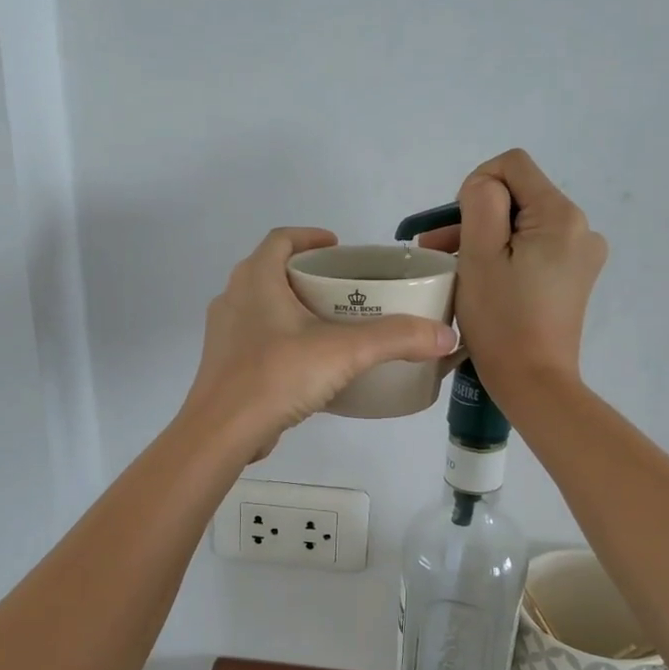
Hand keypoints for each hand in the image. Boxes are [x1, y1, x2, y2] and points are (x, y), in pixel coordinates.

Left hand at [182, 227, 458, 459]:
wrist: (222, 432)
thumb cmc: (277, 375)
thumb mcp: (345, 352)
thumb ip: (396, 339)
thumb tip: (445, 335)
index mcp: (256, 279)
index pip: (281, 239)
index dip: (310, 237)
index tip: (338, 248)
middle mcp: (233, 297)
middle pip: (271, 271)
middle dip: (306, 274)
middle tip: (343, 288)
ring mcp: (224, 333)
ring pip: (261, 306)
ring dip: (292, 307)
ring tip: (329, 324)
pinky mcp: (224, 364)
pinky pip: (256, 338)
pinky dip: (281, 338)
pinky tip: (306, 362)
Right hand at [417, 149, 605, 401]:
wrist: (534, 383)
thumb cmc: (501, 321)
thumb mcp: (480, 255)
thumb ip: (481, 203)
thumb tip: (484, 186)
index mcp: (561, 216)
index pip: (512, 166)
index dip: (476, 186)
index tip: (456, 229)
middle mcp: (581, 227)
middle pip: (518, 197)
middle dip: (475, 217)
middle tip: (436, 251)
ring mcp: (581, 255)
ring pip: (522, 225)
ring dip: (486, 239)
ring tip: (451, 269)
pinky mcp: (573, 278)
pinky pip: (533, 249)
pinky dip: (506, 256)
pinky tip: (483, 282)